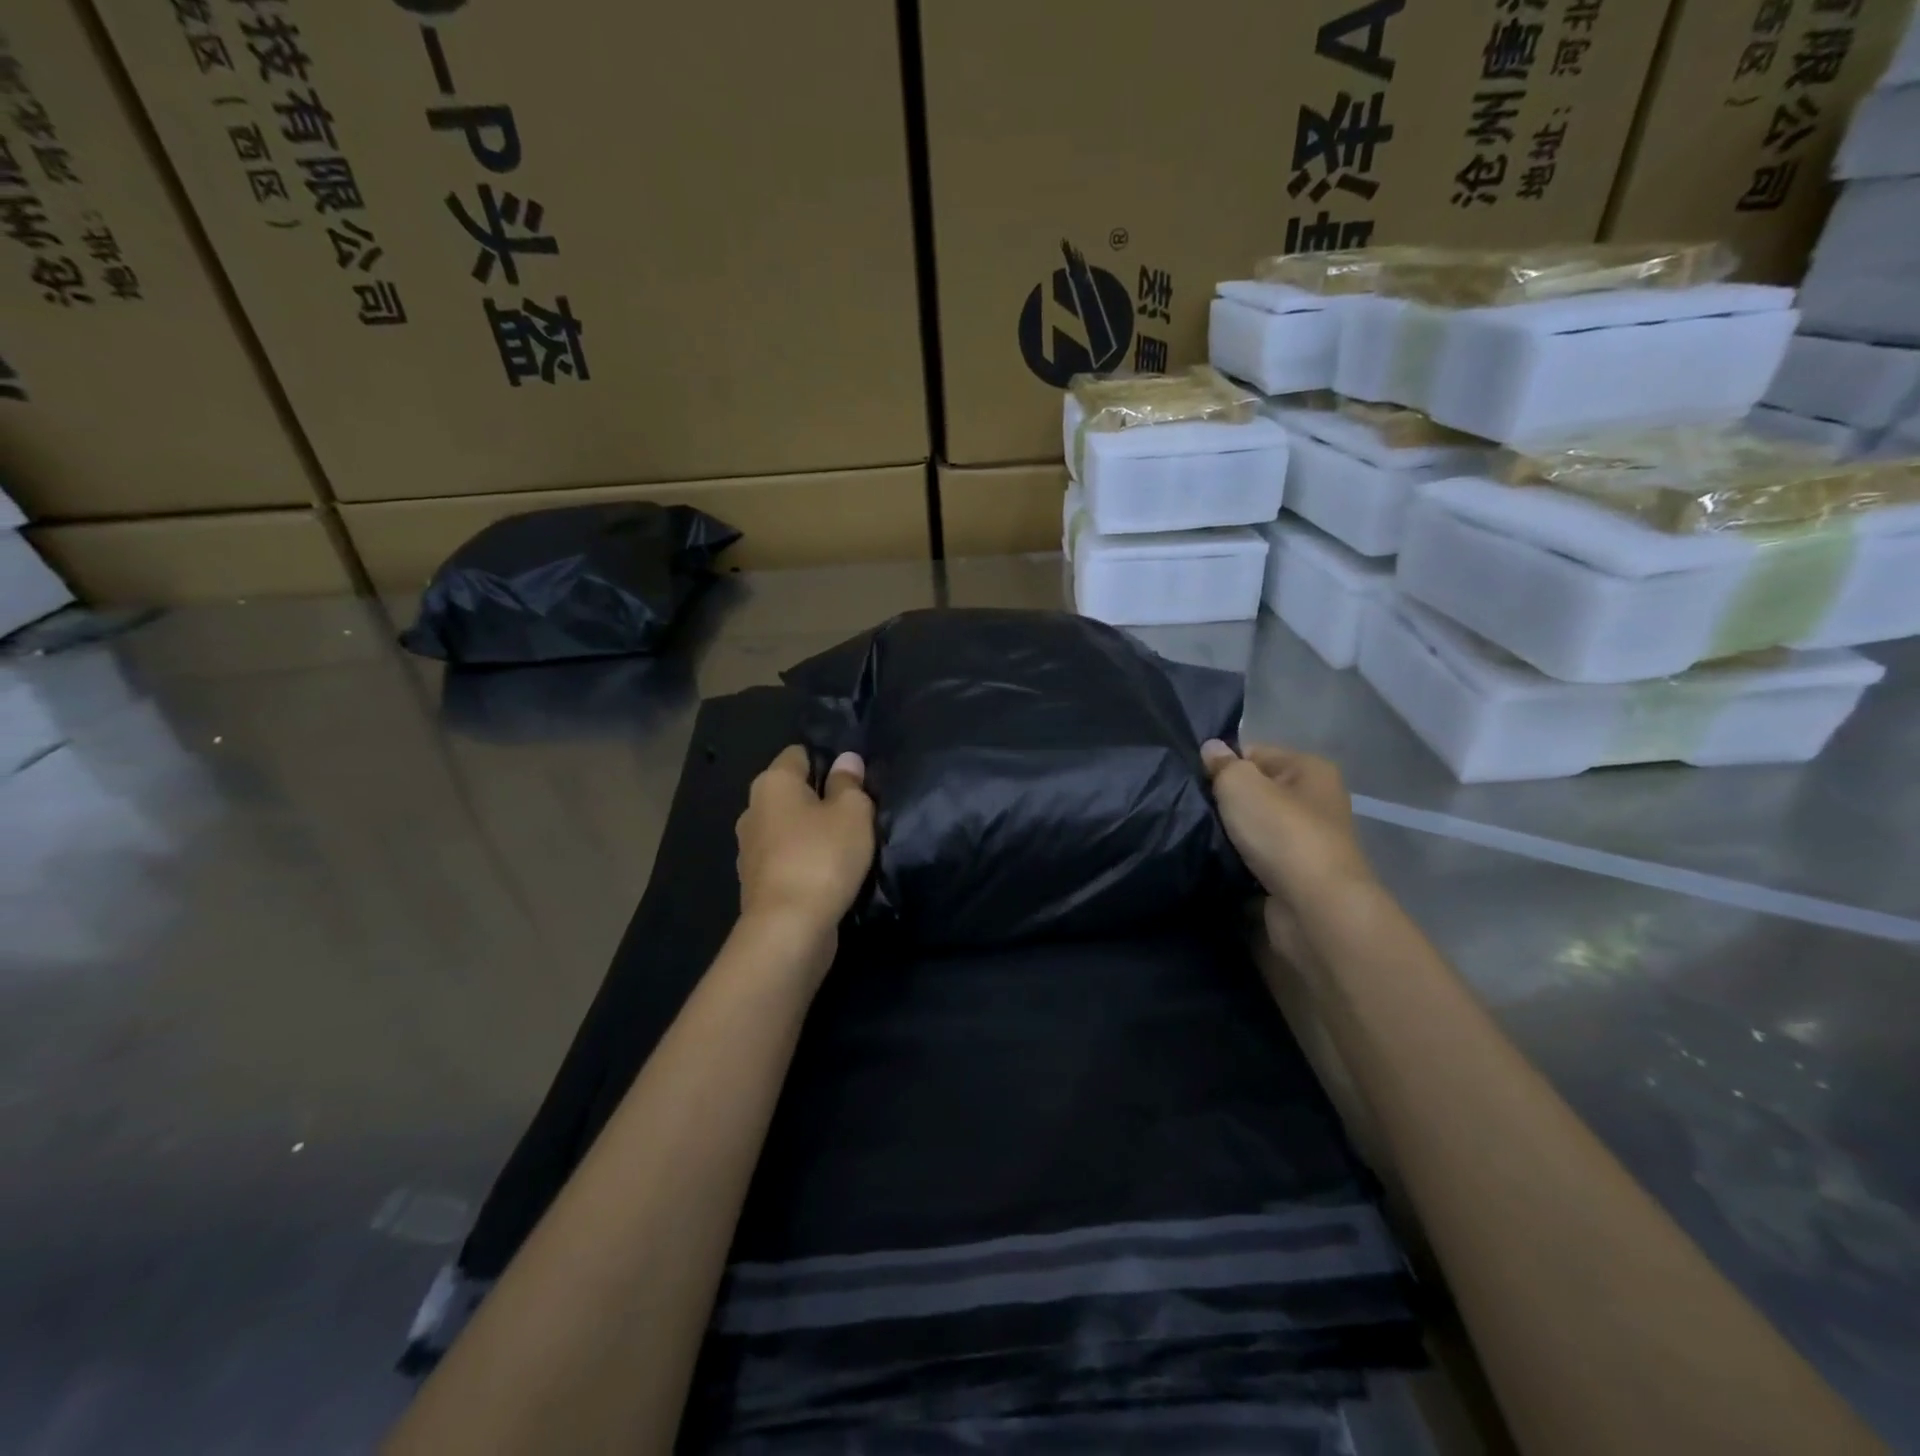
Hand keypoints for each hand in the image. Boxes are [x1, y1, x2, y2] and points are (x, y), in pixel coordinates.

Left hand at [735, 746, 874, 942]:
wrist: (788, 928)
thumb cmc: (822, 856)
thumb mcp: (852, 812)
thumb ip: (849, 783)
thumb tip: (846, 760)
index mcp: (772, 783)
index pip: (799, 754)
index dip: (827, 760)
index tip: (855, 779)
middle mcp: (752, 810)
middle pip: (792, 793)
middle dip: (820, 799)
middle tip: (857, 813)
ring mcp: (750, 849)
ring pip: (789, 828)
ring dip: (813, 834)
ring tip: (847, 846)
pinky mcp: (756, 883)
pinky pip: (786, 859)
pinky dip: (805, 861)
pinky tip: (829, 874)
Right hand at [1201, 740, 1375, 960]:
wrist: (1314, 909)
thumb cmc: (1282, 833)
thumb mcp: (1241, 785)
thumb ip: (1222, 765)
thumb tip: (1211, 748)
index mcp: (1310, 770)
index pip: (1255, 753)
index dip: (1223, 764)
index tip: (1194, 780)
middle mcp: (1315, 802)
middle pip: (1255, 792)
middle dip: (1224, 802)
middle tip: (1190, 809)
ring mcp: (1306, 842)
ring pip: (1252, 828)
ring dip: (1227, 835)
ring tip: (1196, 837)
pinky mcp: (1295, 877)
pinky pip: (1255, 860)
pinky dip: (1236, 863)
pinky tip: (1213, 864)